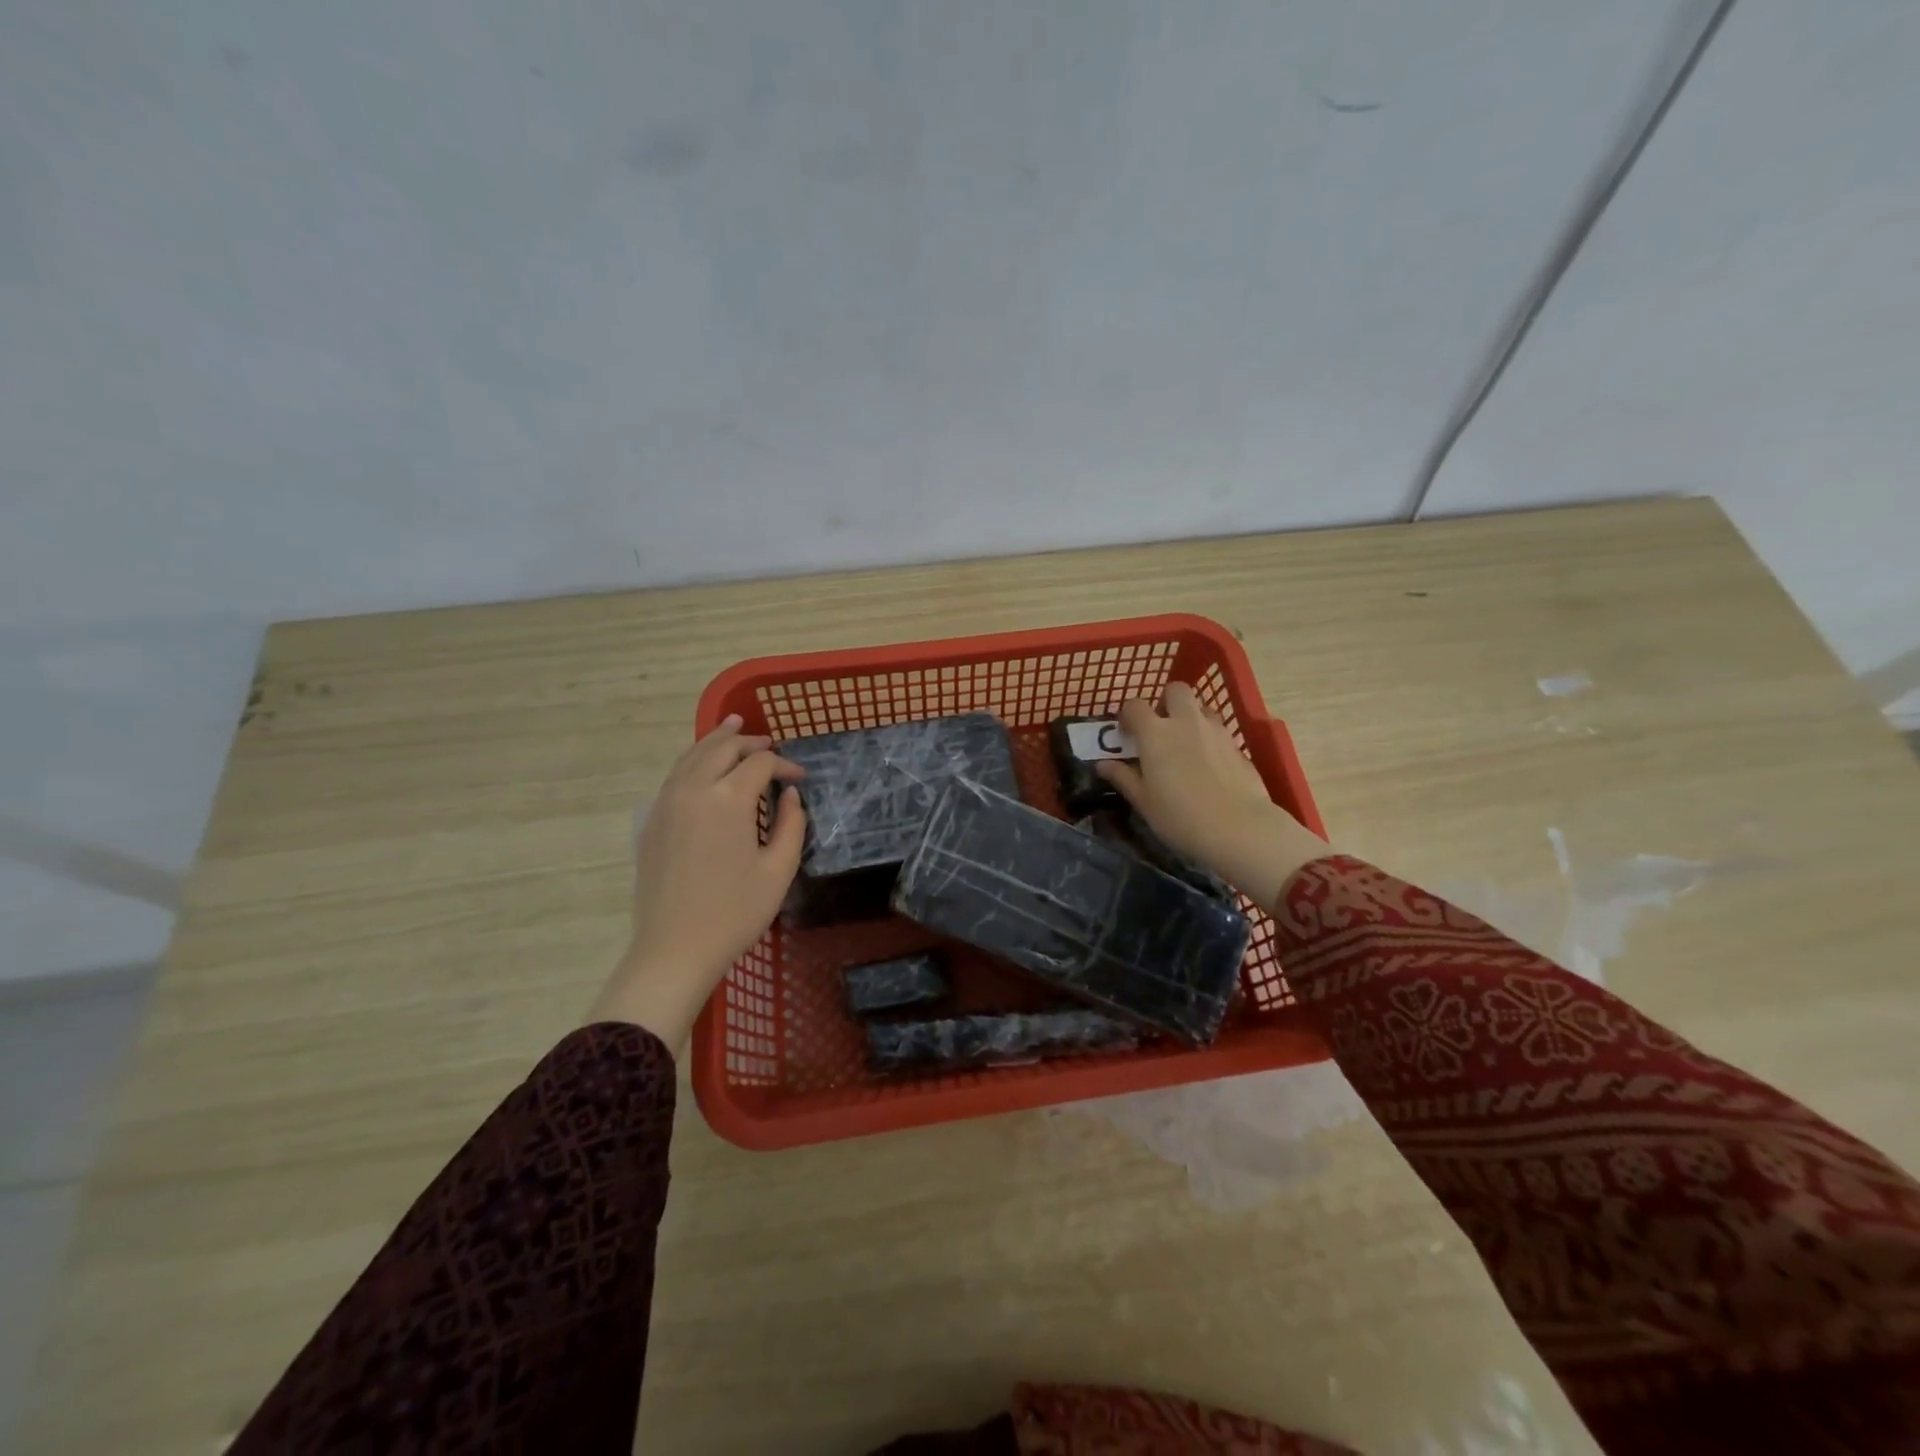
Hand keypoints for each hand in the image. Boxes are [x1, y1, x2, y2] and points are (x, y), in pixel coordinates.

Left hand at [589, 714, 805, 1048]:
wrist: (673, 950)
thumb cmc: (734, 913)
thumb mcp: (778, 871)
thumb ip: (791, 825)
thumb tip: (789, 796)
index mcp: (727, 800)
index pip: (759, 764)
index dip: (784, 765)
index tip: (801, 779)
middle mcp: (692, 790)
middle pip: (721, 748)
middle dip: (750, 742)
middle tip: (770, 745)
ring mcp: (666, 804)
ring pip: (691, 755)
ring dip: (717, 740)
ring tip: (733, 726)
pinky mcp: (652, 821)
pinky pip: (675, 775)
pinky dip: (694, 759)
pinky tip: (704, 765)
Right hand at [1097, 683, 1327, 909]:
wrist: (1239, 828)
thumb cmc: (1180, 816)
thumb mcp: (1144, 801)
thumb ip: (1123, 778)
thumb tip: (1103, 765)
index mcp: (1155, 732)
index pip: (1135, 706)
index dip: (1127, 715)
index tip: (1125, 733)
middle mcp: (1186, 722)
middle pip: (1176, 690)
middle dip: (1166, 702)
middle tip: (1161, 728)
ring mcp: (1216, 731)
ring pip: (1201, 708)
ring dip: (1191, 718)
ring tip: (1186, 745)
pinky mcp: (1238, 746)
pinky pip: (1219, 731)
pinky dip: (1210, 740)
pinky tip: (1210, 767)